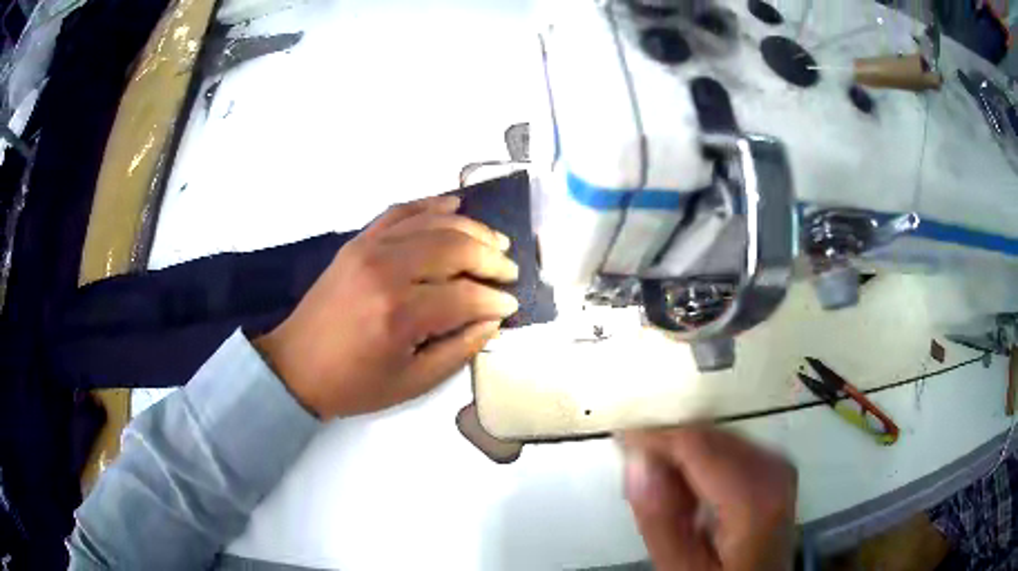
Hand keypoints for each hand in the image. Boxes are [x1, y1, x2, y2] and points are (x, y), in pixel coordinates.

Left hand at [255, 195, 519, 418]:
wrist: (295, 366)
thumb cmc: (354, 384)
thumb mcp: (413, 383)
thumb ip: (459, 349)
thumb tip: (492, 320)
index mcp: (400, 314)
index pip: (465, 296)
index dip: (495, 301)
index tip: (511, 305)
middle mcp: (387, 270)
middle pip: (455, 248)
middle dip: (492, 258)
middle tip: (510, 271)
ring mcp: (370, 248)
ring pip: (433, 223)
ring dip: (471, 229)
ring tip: (495, 242)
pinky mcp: (358, 241)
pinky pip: (400, 211)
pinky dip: (430, 205)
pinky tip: (454, 205)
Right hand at [621, 426, 796, 570]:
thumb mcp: (682, 565)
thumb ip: (659, 519)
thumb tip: (638, 463)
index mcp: (754, 497)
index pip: (697, 443)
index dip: (656, 437)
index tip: (623, 440)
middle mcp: (774, 469)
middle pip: (710, 437)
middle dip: (670, 450)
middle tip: (641, 478)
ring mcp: (778, 465)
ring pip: (718, 438)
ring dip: (684, 457)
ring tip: (667, 494)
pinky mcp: (774, 465)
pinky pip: (730, 446)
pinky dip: (703, 461)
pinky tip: (692, 490)